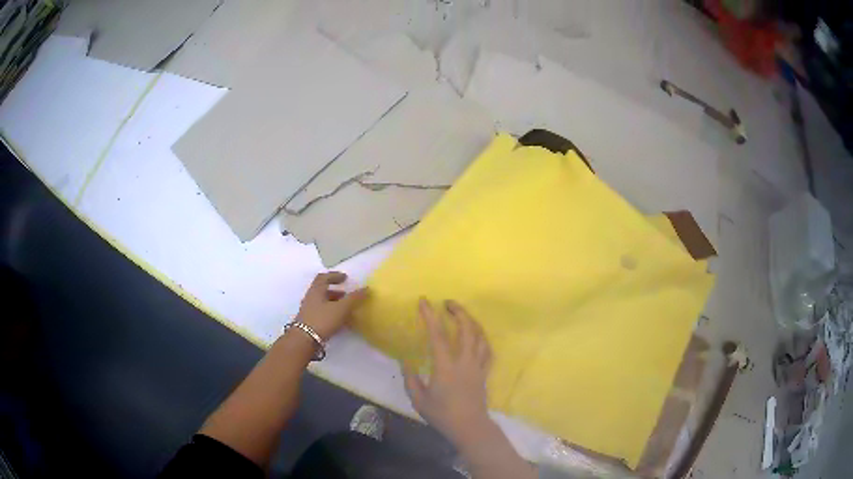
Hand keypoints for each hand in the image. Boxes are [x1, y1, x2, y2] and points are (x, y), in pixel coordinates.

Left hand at [297, 272, 368, 339]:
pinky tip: (339, 321)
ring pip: (322, 303)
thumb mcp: (341, 308)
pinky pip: (322, 313)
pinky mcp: (309, 322)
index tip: (345, 277)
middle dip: (336, 292)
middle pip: (322, 291)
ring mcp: (308, 311)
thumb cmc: (322, 319)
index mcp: (316, 290)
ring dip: (334, 303)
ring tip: (345, 309)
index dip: (334, 276)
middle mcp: (310, 298)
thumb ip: (354, 298)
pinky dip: (331, 313)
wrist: (304, 340)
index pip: (323, 278)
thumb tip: (366, 288)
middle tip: (347, 295)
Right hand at [403, 299, 492, 446]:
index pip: (437, 335)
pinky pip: (487, 350)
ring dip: (471, 321)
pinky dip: (482, 338)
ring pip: (480, 336)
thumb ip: (410, 379)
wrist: (469, 427)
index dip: (430, 316)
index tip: (424, 301)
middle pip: (466, 329)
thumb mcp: (419, 400)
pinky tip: (477, 335)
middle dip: (458, 311)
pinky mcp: (484, 372)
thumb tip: (405, 362)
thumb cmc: (442, 415)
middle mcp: (464, 361)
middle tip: (448, 302)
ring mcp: (477, 366)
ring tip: (462, 314)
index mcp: (445, 367)